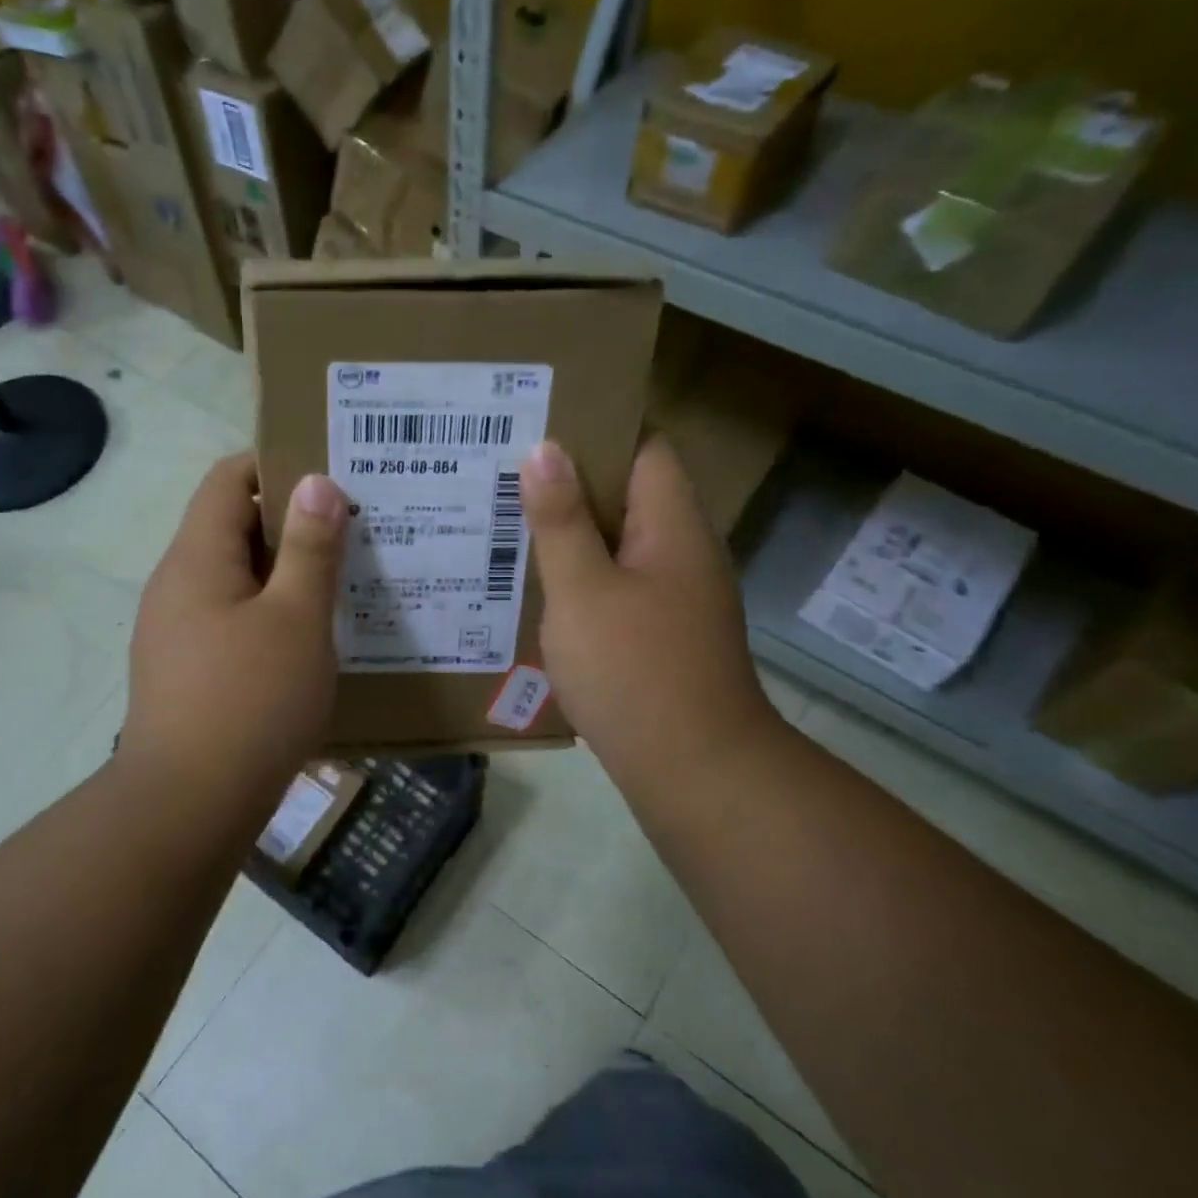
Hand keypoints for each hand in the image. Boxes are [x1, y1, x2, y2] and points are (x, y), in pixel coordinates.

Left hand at [118, 453, 347, 813]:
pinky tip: (308, 640)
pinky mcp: (185, 671)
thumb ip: (310, 548)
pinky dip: (269, 615)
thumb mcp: (296, 619)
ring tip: (341, 584)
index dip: (277, 465)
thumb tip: (316, 483)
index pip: (228, 478)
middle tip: (353, 532)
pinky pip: (231, 620)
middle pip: (232, 527)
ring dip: (284, 574)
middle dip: (291, 524)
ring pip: (235, 579)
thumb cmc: (250, 702)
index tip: (331, 478)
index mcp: (196, 558)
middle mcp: (176, 584)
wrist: (188, 807)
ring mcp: (175, 631)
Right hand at [520, 436, 781, 797]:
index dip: (596, 429)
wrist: (694, 771)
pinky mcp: (662, 633)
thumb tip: (544, 448)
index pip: (644, 447)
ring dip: (571, 533)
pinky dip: (581, 578)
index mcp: (672, 525)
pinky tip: (537, 588)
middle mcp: (682, 551)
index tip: (536, 426)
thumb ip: (560, 520)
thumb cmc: (635, 672)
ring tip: (507, 523)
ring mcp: (675, 596)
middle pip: (627, 494)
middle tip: (503, 474)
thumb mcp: (582, 591)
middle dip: (569, 482)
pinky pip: (617, 585)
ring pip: (617, 544)